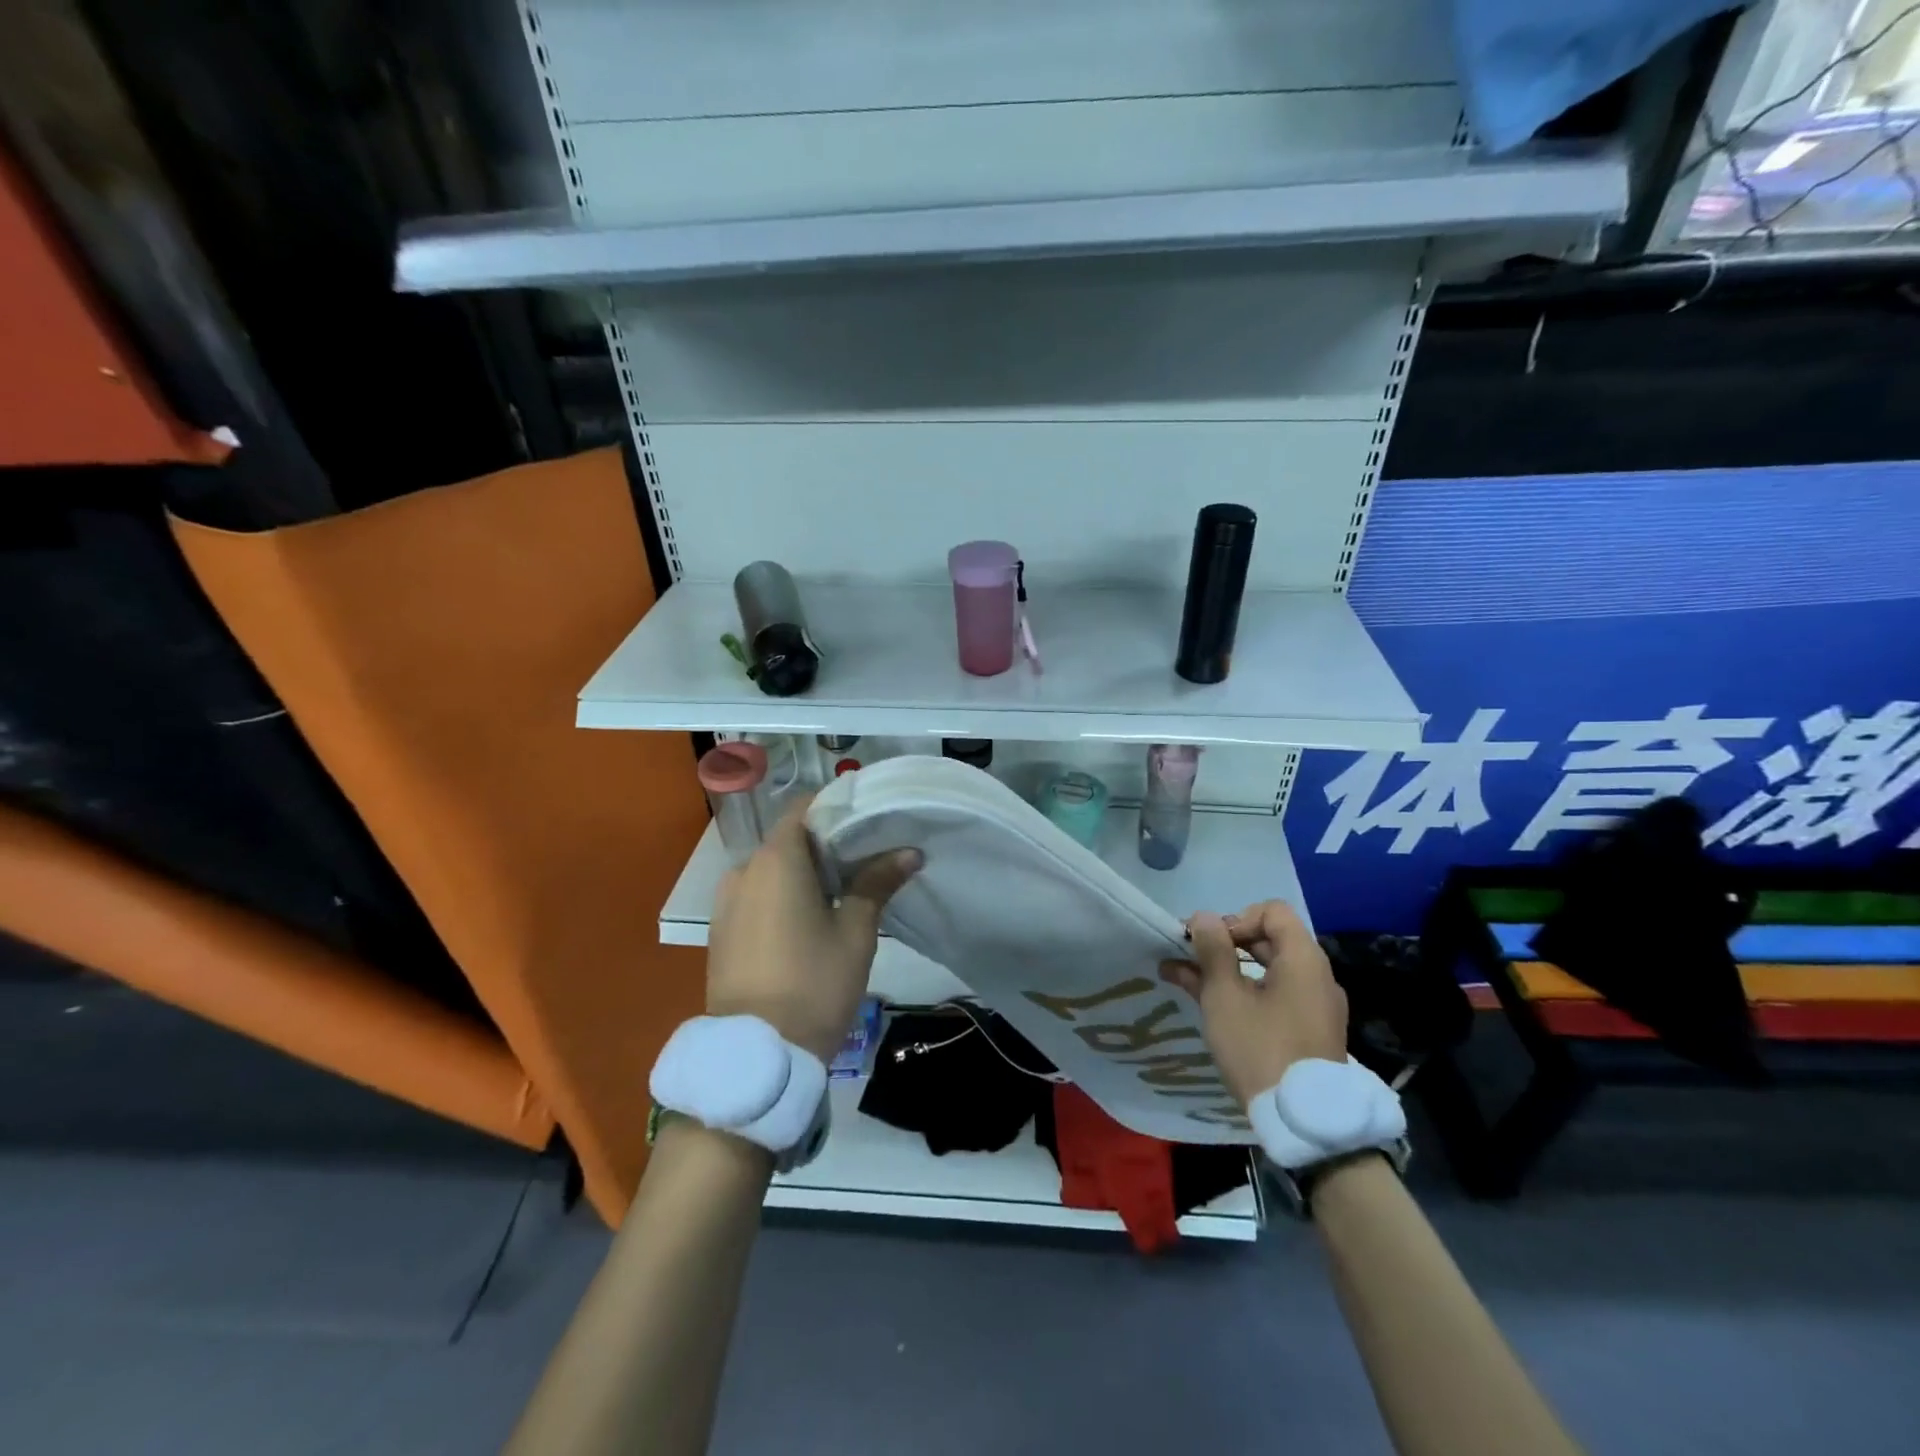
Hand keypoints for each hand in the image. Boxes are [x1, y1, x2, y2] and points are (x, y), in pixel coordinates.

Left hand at [706, 793, 920, 1061]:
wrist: (756, 1055)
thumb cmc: (814, 984)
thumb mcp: (855, 932)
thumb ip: (876, 883)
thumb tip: (908, 852)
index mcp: (776, 860)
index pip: (805, 808)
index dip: (837, 809)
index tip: (869, 823)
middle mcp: (743, 870)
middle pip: (789, 839)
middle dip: (826, 845)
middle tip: (866, 861)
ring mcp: (726, 902)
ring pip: (771, 870)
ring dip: (803, 873)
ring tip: (841, 894)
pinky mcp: (721, 930)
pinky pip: (756, 895)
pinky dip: (782, 895)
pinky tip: (808, 921)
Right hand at [1159, 900, 1346, 1108]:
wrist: (1305, 1124)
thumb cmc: (1261, 1048)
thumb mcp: (1225, 997)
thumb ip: (1213, 951)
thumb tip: (1204, 917)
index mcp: (1303, 960)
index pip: (1271, 912)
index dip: (1236, 918)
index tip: (1210, 944)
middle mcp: (1316, 977)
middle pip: (1269, 939)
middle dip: (1225, 943)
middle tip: (1189, 957)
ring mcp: (1315, 1006)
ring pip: (1267, 970)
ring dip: (1227, 970)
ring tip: (1183, 977)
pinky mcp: (1308, 1032)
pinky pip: (1274, 996)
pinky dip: (1243, 993)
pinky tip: (1207, 1004)